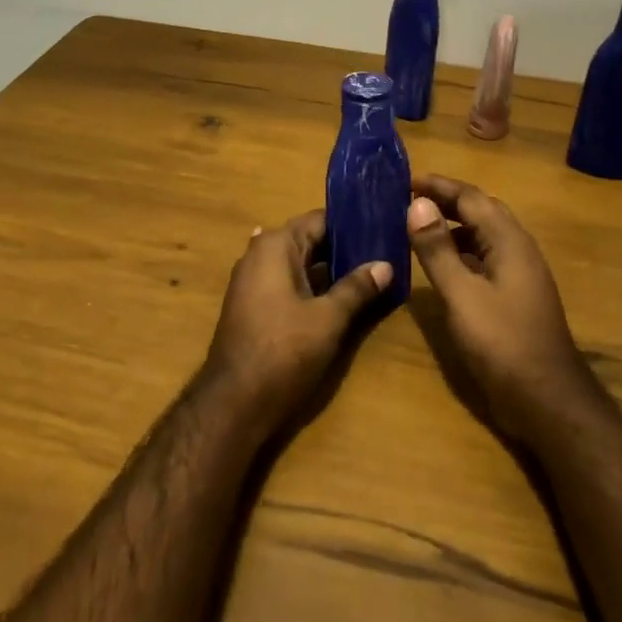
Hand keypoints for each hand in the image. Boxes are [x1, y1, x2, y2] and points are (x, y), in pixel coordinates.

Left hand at [205, 210, 391, 430]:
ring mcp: (254, 281)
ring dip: (331, 269)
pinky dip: (314, 286)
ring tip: (374, 270)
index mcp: (276, 246)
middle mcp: (260, 255)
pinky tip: (342, 293)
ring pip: (301, 264)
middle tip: (386, 249)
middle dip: (345, 247)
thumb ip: (357, 287)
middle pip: (310, 240)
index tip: (384, 225)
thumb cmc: (284, 351)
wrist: (235, 402)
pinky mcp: (255, 306)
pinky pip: (290, 284)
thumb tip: (386, 265)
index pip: (320, 219)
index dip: (353, 223)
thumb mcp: (328, 318)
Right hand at [406, 174, 591, 439]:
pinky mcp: (515, 297)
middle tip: (409, 199)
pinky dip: (461, 252)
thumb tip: (417, 204)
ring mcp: (520, 275)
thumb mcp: (461, 294)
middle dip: (447, 201)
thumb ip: (437, 249)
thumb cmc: (502, 342)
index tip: (406, 180)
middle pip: (482, 212)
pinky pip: (486, 259)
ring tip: (418, 228)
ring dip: (453, 227)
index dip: (439, 186)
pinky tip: (441, 266)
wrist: (545, 398)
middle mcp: (518, 250)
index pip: (472, 198)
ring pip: (485, 236)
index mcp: (509, 242)